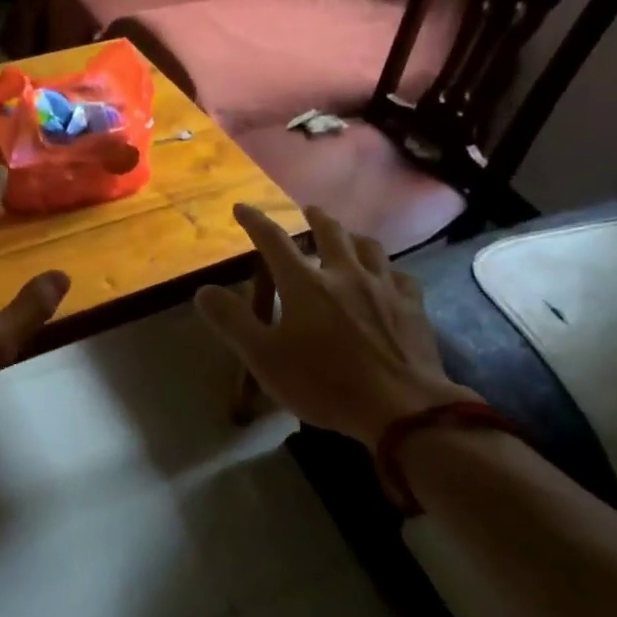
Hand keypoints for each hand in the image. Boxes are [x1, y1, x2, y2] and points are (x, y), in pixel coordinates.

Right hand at [196, 204, 477, 449]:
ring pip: (369, 247)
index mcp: (305, 285)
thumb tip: (204, 291)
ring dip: (353, 237)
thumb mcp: (265, 358)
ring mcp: (383, 288)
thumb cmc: (325, 384)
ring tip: (348, 238)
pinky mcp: (412, 307)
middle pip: (330, 233)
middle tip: (308, 211)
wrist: (402, 408)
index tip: (242, 208)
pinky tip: (389, 278)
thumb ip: (233, 322)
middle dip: (315, 218)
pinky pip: (400, 276)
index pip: (273, 242)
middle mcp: (345, 274)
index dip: (255, 222)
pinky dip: (388, 271)